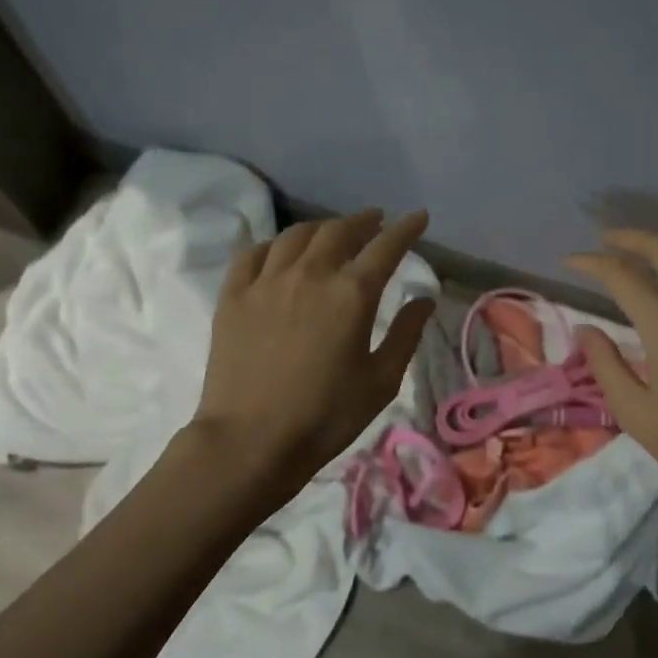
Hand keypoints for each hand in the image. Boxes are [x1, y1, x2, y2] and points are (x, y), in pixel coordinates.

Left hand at [193, 210, 433, 497]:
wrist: (251, 440)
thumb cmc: (326, 416)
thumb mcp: (381, 382)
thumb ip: (406, 334)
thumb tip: (424, 299)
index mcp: (352, 294)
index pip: (386, 247)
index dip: (406, 229)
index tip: (419, 217)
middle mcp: (310, 275)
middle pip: (339, 231)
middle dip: (363, 221)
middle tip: (375, 222)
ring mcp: (266, 282)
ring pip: (296, 235)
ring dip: (321, 228)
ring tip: (332, 233)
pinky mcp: (233, 296)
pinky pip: (253, 253)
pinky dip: (274, 244)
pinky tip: (280, 252)